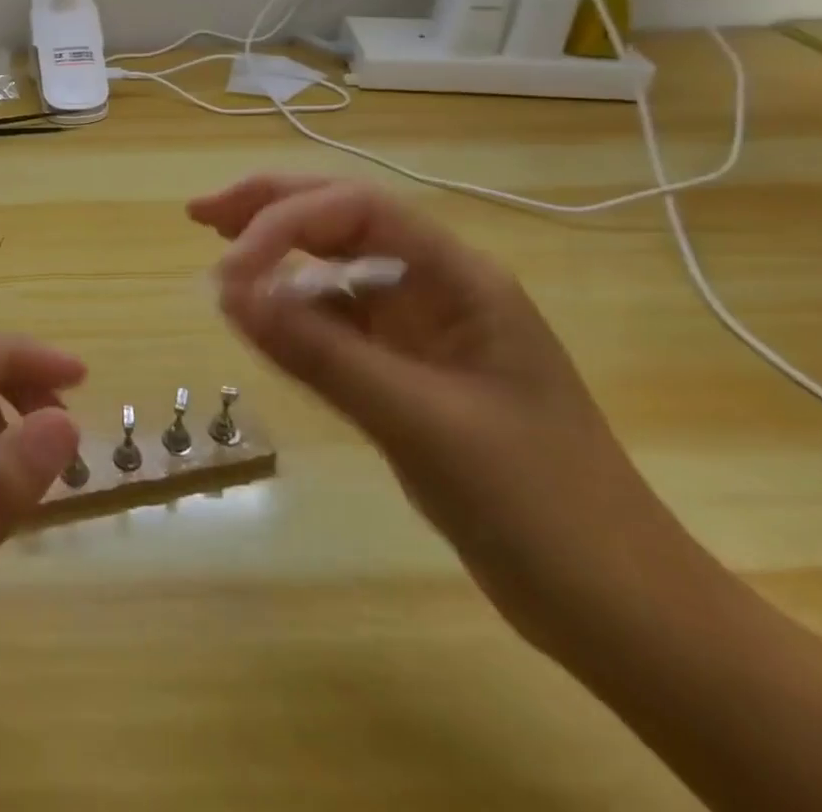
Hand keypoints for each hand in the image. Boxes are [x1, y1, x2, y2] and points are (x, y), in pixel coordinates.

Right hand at [191, 175, 689, 642]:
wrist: (621, 612)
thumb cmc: (540, 507)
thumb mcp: (422, 424)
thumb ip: (323, 354)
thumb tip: (230, 293)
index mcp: (459, 279)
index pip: (357, 212)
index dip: (283, 222)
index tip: (228, 271)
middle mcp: (438, 289)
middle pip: (344, 221)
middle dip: (271, 210)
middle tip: (200, 214)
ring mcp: (423, 332)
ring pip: (337, 268)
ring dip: (278, 254)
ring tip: (220, 251)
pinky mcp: (408, 373)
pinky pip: (338, 324)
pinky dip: (294, 314)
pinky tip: (261, 318)